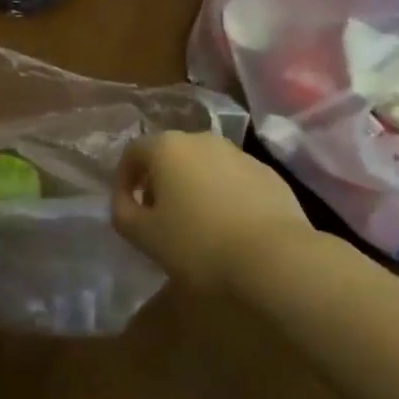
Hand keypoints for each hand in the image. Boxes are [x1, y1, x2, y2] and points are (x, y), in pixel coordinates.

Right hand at [112, 131, 312, 292]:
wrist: (276, 259)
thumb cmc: (199, 245)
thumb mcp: (144, 236)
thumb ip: (122, 212)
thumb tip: (124, 201)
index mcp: (167, 147)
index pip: (132, 153)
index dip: (123, 180)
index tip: (126, 209)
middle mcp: (201, 139)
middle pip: (169, 155)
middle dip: (159, 182)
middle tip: (158, 218)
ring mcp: (238, 154)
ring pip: (203, 166)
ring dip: (192, 187)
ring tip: (195, 225)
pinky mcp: (268, 174)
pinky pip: (233, 180)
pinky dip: (223, 195)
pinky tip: (229, 228)